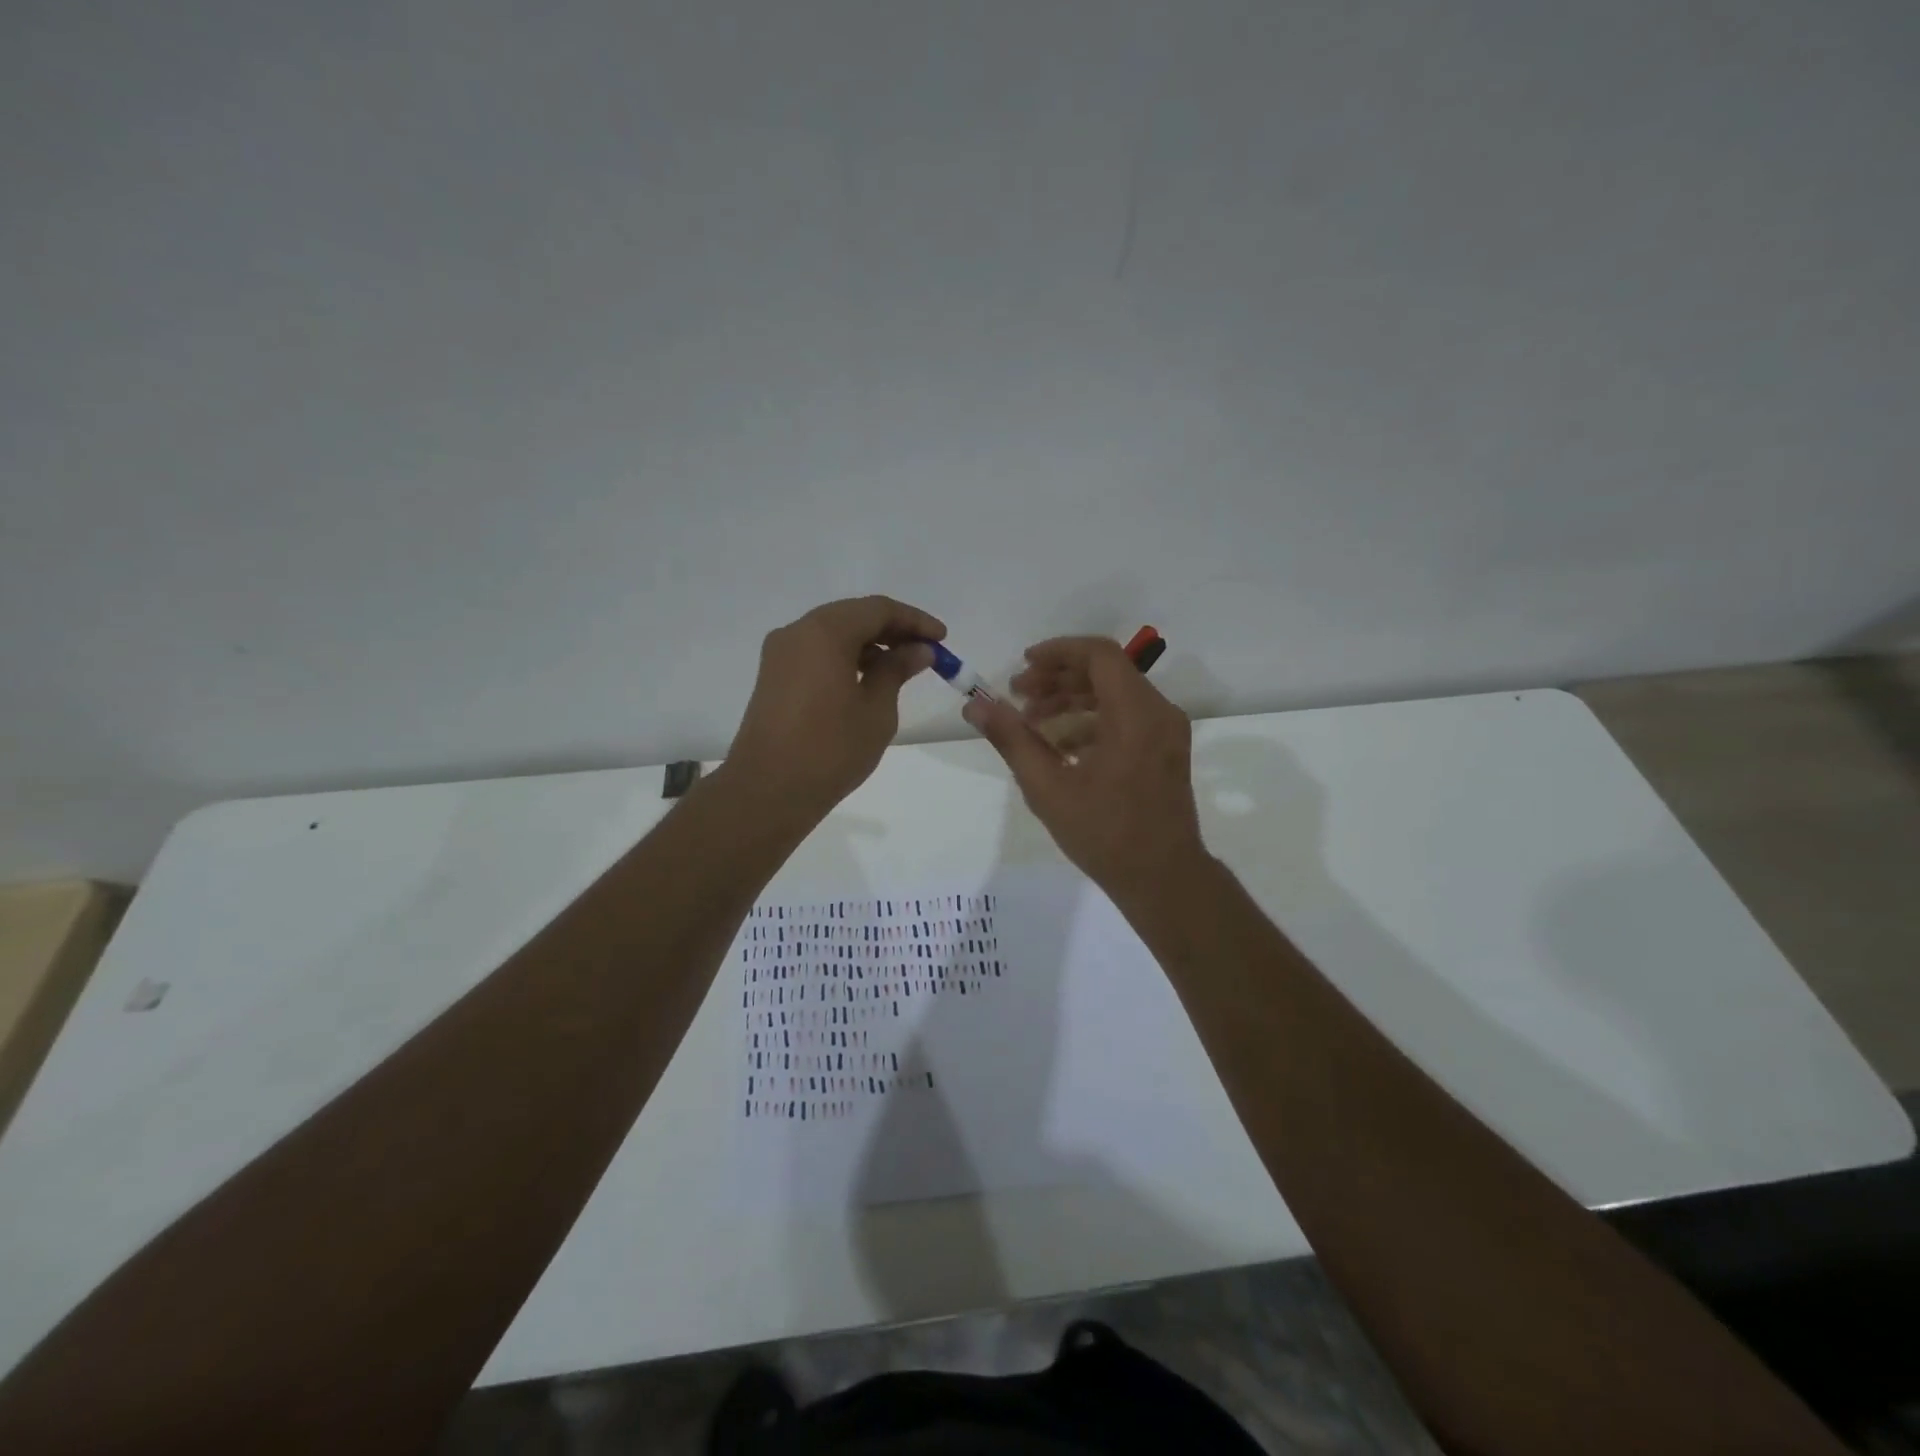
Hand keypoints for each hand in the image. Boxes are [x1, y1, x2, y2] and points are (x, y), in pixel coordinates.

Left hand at [724, 596, 945, 822]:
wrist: (768, 791)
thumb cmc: (830, 749)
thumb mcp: (876, 709)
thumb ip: (896, 670)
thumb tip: (917, 650)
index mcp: (824, 632)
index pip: (878, 609)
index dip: (914, 621)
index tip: (942, 639)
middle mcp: (797, 632)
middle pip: (852, 616)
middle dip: (892, 630)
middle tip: (925, 652)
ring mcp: (780, 655)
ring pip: (833, 634)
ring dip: (869, 645)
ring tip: (900, 669)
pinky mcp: (773, 677)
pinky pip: (816, 653)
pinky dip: (845, 658)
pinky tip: (866, 681)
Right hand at [964, 636, 1207, 898]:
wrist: (1163, 879)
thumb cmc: (1105, 833)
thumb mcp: (1048, 787)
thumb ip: (1012, 739)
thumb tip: (975, 705)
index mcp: (1136, 714)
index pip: (1098, 655)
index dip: (1057, 652)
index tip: (1023, 665)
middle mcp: (1158, 712)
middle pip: (1106, 672)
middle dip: (1058, 678)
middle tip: (1018, 695)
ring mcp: (1167, 731)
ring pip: (1115, 694)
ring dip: (1072, 700)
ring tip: (1032, 721)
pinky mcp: (1166, 749)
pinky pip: (1126, 718)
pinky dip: (1092, 721)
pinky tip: (1060, 747)